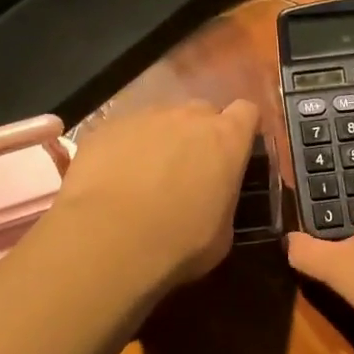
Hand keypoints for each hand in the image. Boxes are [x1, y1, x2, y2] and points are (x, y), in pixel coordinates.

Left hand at [50, 98, 260, 294]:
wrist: (109, 239)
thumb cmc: (179, 242)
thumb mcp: (221, 233)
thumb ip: (223, 202)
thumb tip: (214, 200)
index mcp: (226, 139)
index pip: (246, 113)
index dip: (242, 129)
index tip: (235, 150)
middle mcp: (188, 117)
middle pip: (202, 112)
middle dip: (199, 134)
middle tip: (190, 168)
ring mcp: (144, 117)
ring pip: (160, 120)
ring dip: (160, 140)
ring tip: (146, 176)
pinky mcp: (106, 127)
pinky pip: (123, 132)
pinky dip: (124, 150)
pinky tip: (114, 180)